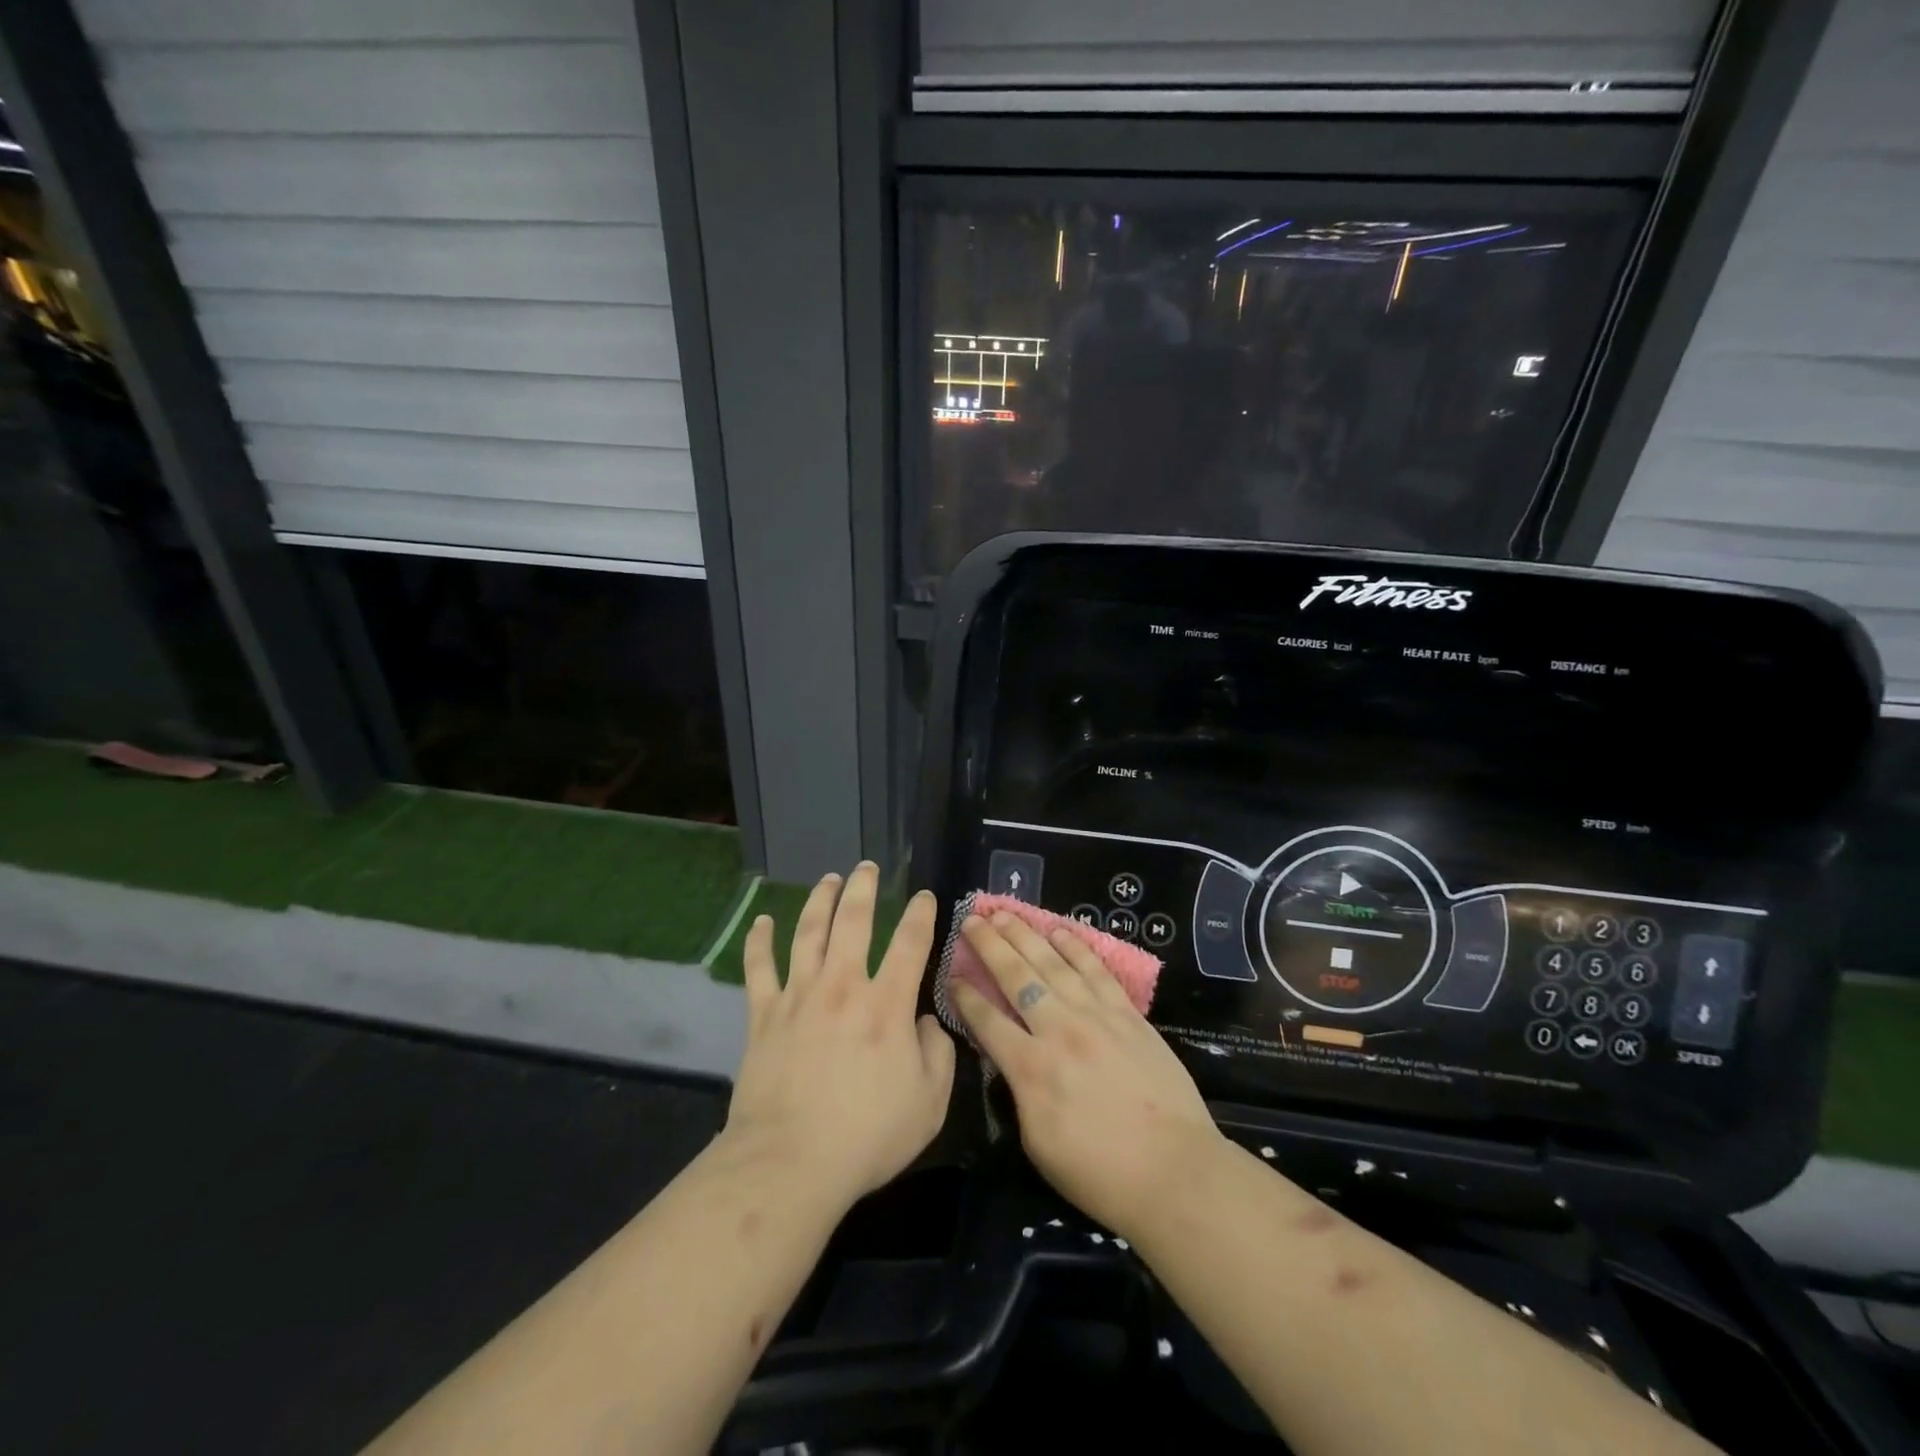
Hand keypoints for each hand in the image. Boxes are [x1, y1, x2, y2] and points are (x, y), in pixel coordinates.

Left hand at [723, 864, 954, 1210]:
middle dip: (863, 888)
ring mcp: (799, 996)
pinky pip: (759, 968)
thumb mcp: (929, 1103)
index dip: (921, 914)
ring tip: (828, 879)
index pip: (910, 943)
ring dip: (819, 901)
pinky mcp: (764, 1015)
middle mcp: (843, 986)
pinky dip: (760, 942)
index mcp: (887, 1005)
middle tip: (867, 866)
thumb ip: (938, 1055)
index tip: (925, 896)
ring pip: (809, 932)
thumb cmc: (867, 1136)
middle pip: (854, 921)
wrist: (789, 1163)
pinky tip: (761, 921)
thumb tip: (927, 1022)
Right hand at [952, 912, 1224, 1238]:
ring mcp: (1096, 1016)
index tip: (951, 973)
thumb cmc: (1100, 1172)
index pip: (987, 1020)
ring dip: (1026, 935)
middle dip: (989, 945)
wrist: (1174, 1172)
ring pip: (1053, 963)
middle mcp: (1058, 1029)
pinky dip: (1076, 948)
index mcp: (1030, 1068)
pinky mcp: (1128, 1014)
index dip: (965, 995)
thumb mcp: (1037, 1142)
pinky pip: (1096, 971)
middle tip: (971, 919)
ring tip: (1005, 913)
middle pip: (1016, 977)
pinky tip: (1059, 931)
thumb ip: (1019, 1092)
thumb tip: (1010, 1060)